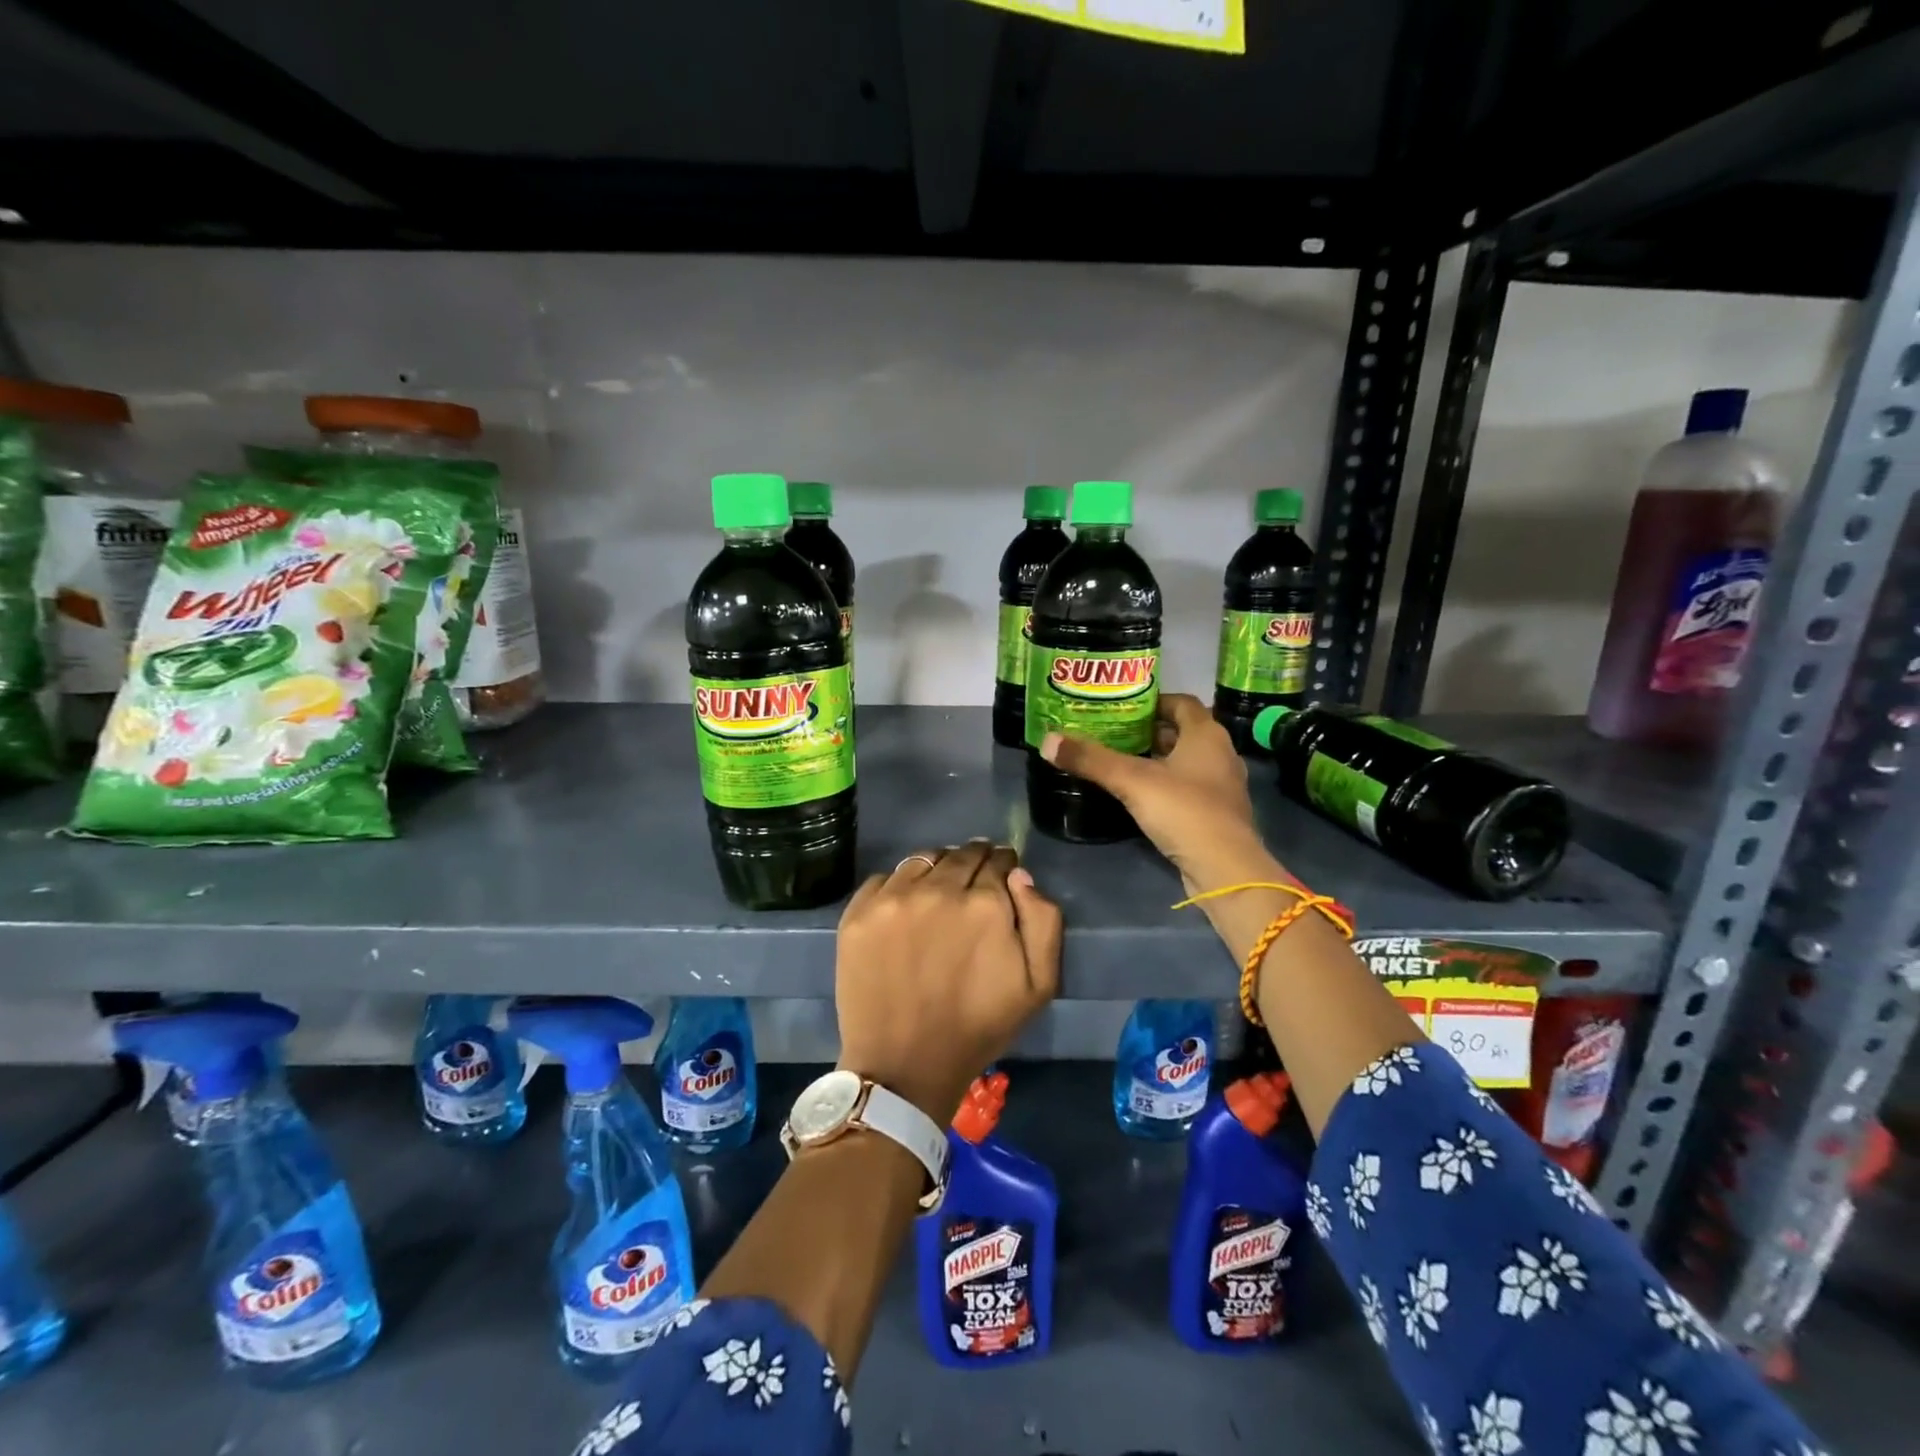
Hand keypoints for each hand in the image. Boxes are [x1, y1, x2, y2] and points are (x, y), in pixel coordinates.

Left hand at [834, 840, 1062, 1123]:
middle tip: (972, 885)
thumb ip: (1044, 920)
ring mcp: (893, 898)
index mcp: (985, 903)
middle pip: (962, 854)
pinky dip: (900, 886)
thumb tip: (1020, 876)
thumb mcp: (1038, 985)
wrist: (903, 1065)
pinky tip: (905, 909)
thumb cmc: (977, 1027)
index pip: (998, 861)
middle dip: (974, 862)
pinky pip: (885, 878)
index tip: (1001, 878)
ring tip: (938, 892)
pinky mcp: (859, 912)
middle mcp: (938, 889)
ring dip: (938, 868)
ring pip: (924, 860)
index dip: (1004, 867)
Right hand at [1039, 693, 1278, 893]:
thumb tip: (1047, 741)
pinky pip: (1190, 788)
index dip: (1153, 702)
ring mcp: (1222, 786)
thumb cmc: (1183, 810)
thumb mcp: (1132, 781)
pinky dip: (1168, 785)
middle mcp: (1220, 753)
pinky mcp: (1218, 814)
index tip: (1122, 708)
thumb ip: (1091, 759)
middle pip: (1183, 732)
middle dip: (1150, 731)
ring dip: (1159, 759)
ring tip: (1122, 763)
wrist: (1225, 868)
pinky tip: (1142, 796)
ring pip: (1187, 761)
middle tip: (1114, 734)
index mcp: (1206, 734)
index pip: (1181, 703)